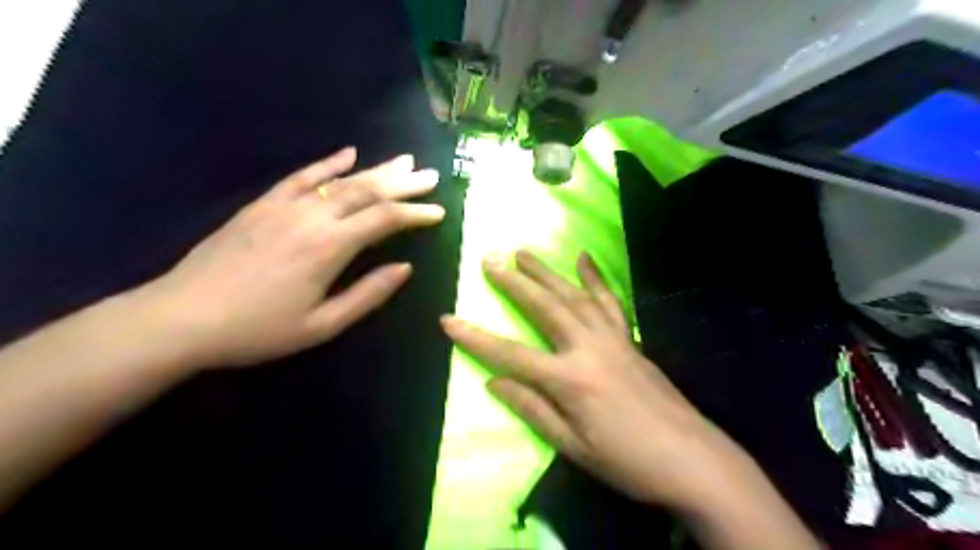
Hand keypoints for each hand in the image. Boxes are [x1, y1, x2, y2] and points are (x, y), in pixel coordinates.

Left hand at [145, 146, 446, 368]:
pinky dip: (328, 163)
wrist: (183, 318)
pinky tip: (348, 153)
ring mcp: (285, 206)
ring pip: (341, 180)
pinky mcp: (263, 204)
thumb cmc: (259, 330)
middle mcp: (312, 217)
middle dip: (404, 183)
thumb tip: (405, 268)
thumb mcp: (322, 325)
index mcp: (329, 247)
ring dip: (376, 169)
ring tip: (403, 161)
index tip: (438, 211)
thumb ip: (368, 294)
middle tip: (431, 175)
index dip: (415, 213)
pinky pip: (302, 176)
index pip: (385, 220)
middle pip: (368, 191)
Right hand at [445, 251, 735, 508]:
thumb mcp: (572, 446)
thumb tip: (494, 381)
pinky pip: (609, 301)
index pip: (510, 354)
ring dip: (546, 272)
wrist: (692, 458)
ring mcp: (612, 338)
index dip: (475, 338)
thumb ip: (532, 408)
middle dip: (513, 282)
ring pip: (573, 295)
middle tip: (490, 260)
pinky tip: (584, 258)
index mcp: (568, 379)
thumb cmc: (627, 461)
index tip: (447, 319)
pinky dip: (595, 278)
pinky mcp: (629, 338)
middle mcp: (587, 348)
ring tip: (524, 253)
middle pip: (543, 307)